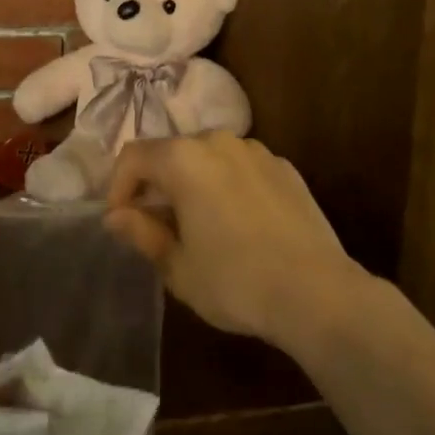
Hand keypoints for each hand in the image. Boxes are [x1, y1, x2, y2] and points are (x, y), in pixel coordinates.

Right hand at [105, 133, 366, 352]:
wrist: (319, 294)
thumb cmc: (236, 281)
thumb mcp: (178, 267)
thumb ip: (142, 233)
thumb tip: (115, 216)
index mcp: (183, 159)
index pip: (133, 157)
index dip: (118, 187)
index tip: (120, 221)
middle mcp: (216, 141)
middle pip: (170, 152)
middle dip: (156, 184)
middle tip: (156, 226)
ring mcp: (255, 150)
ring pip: (207, 158)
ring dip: (192, 182)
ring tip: (198, 224)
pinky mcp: (284, 167)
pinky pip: (240, 168)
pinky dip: (227, 185)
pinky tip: (238, 223)